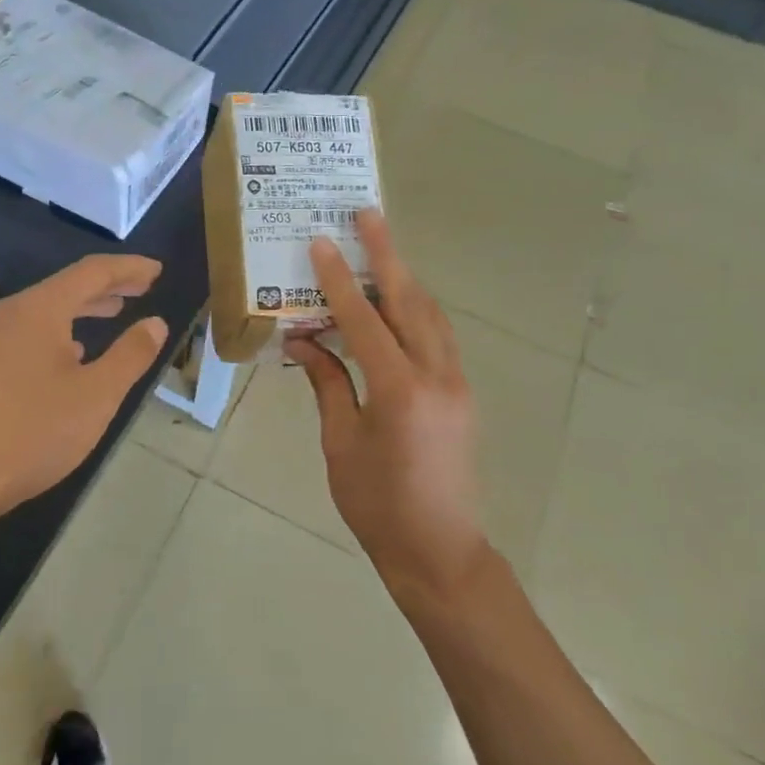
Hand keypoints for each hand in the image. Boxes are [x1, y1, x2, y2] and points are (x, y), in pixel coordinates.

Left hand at [0, 255, 167, 522]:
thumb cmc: (34, 431)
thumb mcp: (97, 394)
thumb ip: (131, 354)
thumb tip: (155, 323)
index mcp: (39, 309)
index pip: (92, 272)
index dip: (129, 268)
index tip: (158, 269)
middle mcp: (12, 313)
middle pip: (68, 286)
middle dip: (110, 284)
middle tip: (146, 286)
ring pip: (49, 309)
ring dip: (87, 307)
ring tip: (119, 310)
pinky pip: (34, 331)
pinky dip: (65, 330)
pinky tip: (78, 350)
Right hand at [285, 212, 485, 593]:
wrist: (438, 550)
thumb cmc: (377, 505)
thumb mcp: (341, 442)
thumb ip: (327, 384)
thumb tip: (302, 341)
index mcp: (399, 391)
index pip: (363, 320)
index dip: (338, 280)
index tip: (322, 242)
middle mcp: (436, 376)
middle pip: (410, 301)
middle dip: (388, 254)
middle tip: (368, 214)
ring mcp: (456, 383)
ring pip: (431, 315)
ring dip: (404, 279)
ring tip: (380, 250)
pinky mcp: (461, 394)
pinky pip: (439, 337)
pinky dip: (416, 311)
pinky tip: (397, 303)